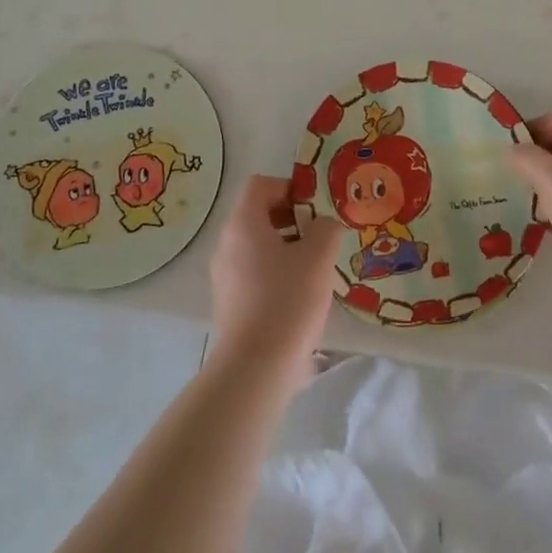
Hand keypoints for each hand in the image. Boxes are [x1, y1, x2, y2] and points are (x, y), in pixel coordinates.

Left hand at [208, 175, 340, 375]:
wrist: (256, 367)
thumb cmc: (288, 300)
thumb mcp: (318, 257)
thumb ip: (326, 229)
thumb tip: (325, 224)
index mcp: (243, 224)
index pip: (260, 185)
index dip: (289, 187)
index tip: (315, 207)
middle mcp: (227, 243)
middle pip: (258, 214)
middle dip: (292, 218)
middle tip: (321, 235)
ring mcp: (224, 274)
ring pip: (258, 244)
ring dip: (287, 245)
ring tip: (316, 265)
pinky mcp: (230, 301)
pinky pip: (254, 271)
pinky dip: (276, 270)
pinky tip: (301, 293)